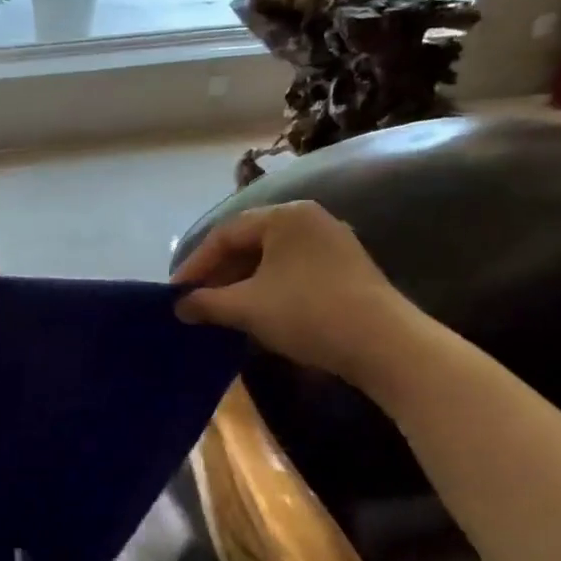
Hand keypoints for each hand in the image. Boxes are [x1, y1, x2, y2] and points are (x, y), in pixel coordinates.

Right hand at [172, 202, 417, 385]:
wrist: (384, 345)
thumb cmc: (308, 312)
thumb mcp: (247, 307)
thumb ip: (206, 302)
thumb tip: (179, 306)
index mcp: (285, 216)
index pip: (226, 234)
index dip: (195, 265)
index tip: (175, 293)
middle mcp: (309, 220)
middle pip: (249, 244)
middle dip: (218, 275)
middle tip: (195, 303)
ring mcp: (332, 244)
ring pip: (271, 261)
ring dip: (241, 286)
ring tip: (220, 312)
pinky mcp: (345, 271)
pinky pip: (292, 273)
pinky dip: (267, 291)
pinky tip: (255, 316)